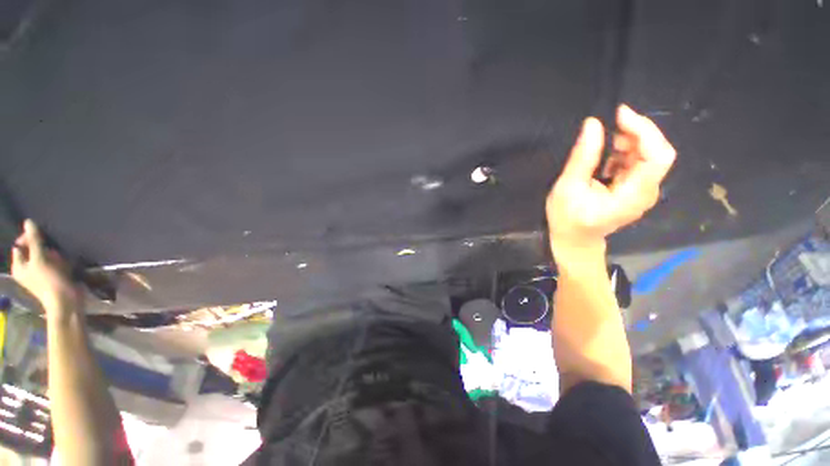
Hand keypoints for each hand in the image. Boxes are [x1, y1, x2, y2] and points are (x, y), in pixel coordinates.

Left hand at [10, 220, 80, 312]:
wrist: (66, 301)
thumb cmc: (49, 280)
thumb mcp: (40, 259)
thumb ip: (34, 240)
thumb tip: (29, 222)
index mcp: (19, 266)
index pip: (20, 245)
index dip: (29, 239)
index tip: (41, 238)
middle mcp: (27, 269)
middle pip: (34, 250)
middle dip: (45, 249)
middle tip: (52, 253)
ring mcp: (41, 274)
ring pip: (46, 256)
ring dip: (54, 256)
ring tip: (60, 261)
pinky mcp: (53, 276)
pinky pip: (55, 263)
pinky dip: (61, 262)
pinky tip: (66, 266)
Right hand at [546, 105, 675, 251]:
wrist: (574, 240)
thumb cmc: (567, 218)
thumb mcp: (568, 188)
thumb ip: (582, 158)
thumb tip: (593, 124)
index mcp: (633, 195)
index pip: (657, 156)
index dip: (644, 130)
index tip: (619, 115)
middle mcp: (646, 192)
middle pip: (656, 153)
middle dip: (635, 133)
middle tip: (609, 126)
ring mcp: (643, 191)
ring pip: (648, 156)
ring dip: (629, 142)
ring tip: (603, 143)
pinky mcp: (636, 189)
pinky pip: (639, 163)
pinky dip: (625, 152)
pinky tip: (607, 157)